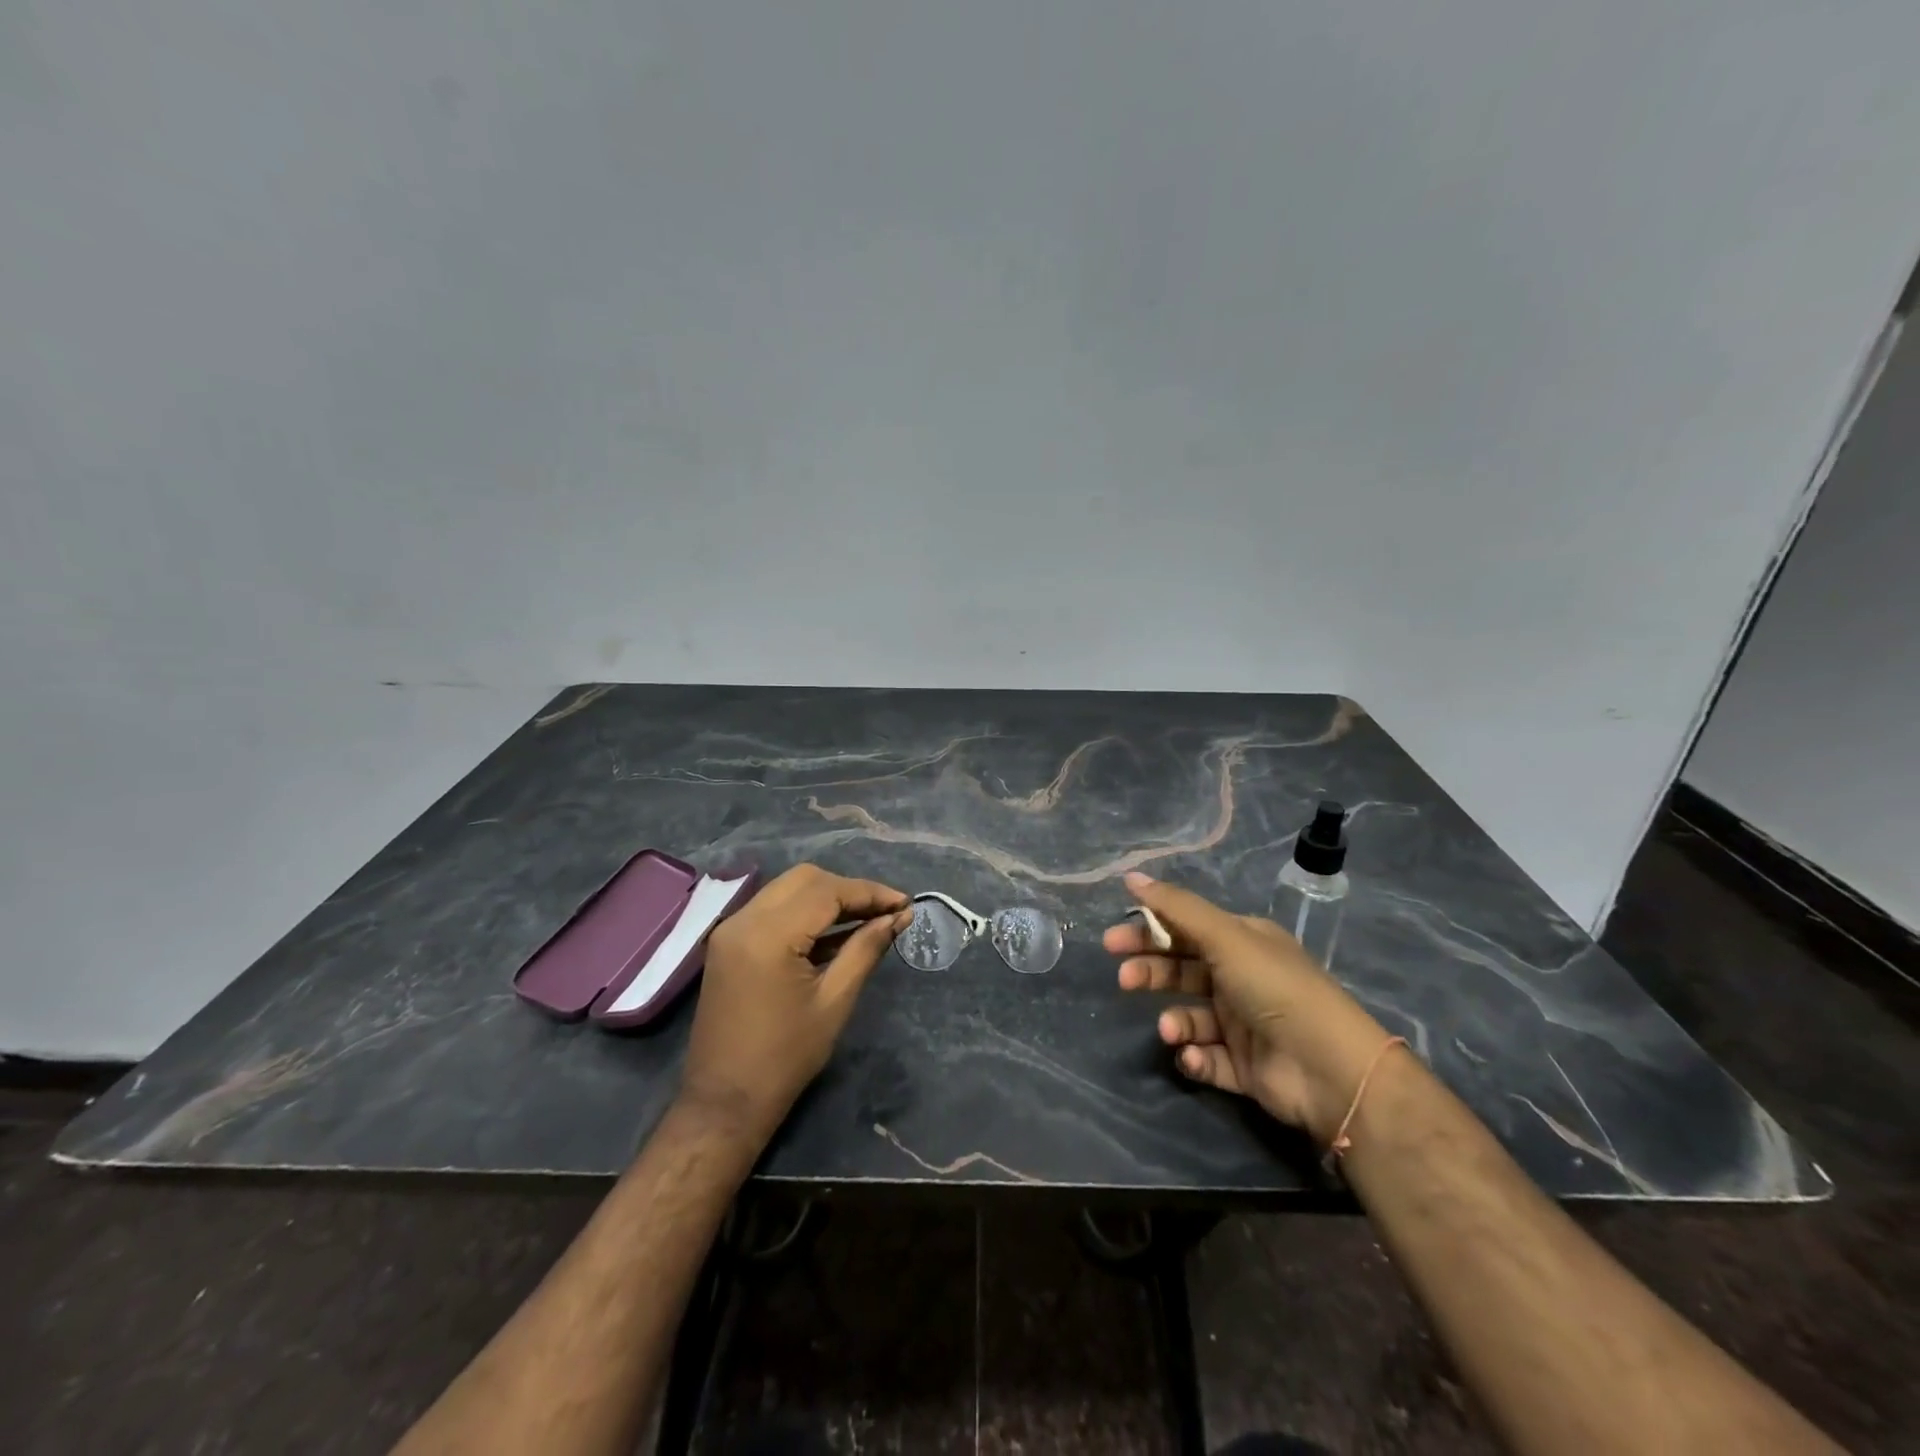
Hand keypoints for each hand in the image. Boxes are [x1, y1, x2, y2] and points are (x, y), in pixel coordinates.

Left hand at [680, 864, 910, 1142]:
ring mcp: (732, 930)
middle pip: (806, 879)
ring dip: (827, 897)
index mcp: (769, 935)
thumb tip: (899, 917)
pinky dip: (805, 912)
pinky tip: (836, 932)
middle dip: (849, 889)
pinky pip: (773, 909)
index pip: (827, 891)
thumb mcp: (835, 1001)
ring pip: (788, 889)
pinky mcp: (729, 942)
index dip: (870, 893)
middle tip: (885, 911)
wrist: (725, 1102)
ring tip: (868, 918)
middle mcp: (744, 920)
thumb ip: (865, 949)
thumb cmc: (786, 1057)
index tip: (905, 904)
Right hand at [1104, 870, 1393, 1145]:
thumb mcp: (1225, 937)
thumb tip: (1130, 876)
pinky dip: (1195, 1057)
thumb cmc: (1274, 989)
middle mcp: (1242, 978)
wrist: (1330, 1069)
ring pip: (1191, 1016)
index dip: (1150, 930)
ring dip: (1175, 1021)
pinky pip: (1207, 1058)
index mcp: (1243, 942)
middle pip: (1183, 970)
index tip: (1114, 940)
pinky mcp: (1244, 1067)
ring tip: (1170, 1030)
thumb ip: (1176, 908)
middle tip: (1123, 979)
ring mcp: (1243, 1024)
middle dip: (1151, 972)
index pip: (1186, 928)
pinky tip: (1192, 1056)